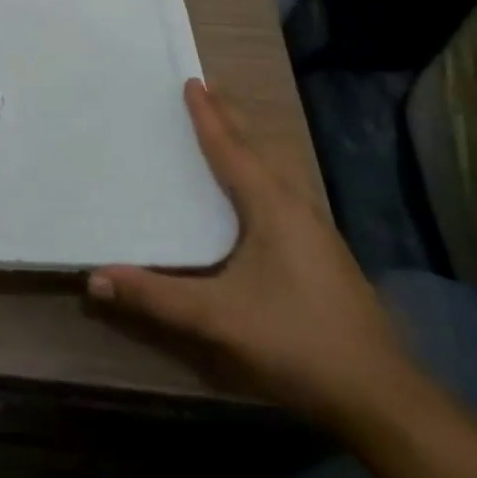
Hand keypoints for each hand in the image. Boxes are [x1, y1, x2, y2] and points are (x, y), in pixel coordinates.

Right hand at [89, 80, 415, 428]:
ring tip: (229, 126)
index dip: (208, 116)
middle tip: (207, 88)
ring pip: (277, 168)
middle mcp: (296, 206)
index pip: (231, 150)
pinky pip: (284, 188)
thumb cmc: (296, 341)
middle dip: (231, 117)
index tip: (191, 81)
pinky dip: (262, 168)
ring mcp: (316, 229)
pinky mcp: (324, 251)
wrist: (381, 396)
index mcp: (272, 207)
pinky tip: (258, 189)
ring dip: (249, 141)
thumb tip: (94, 277)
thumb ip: (155, 297)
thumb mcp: (218, 319)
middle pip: (259, 148)